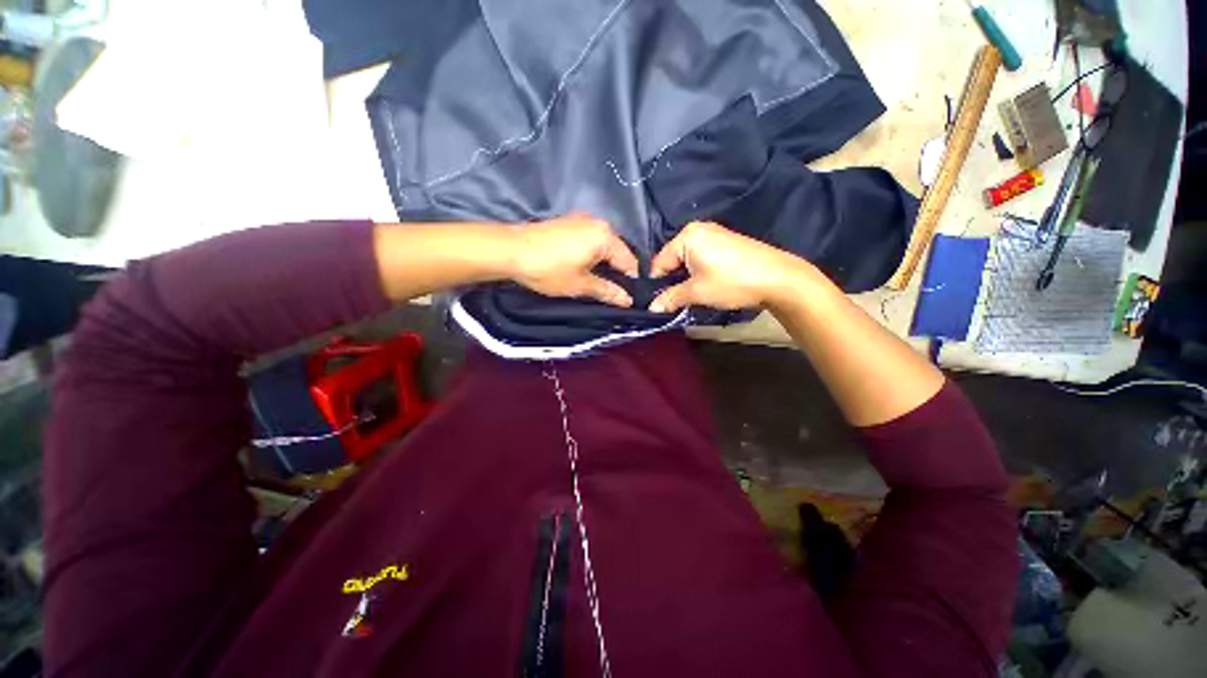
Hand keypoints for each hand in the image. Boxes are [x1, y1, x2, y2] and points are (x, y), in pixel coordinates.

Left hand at [510, 214, 638, 306]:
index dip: (631, 282)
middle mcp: (597, 223)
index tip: (627, 299)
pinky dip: (591, 255)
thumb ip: (608, 291)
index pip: (630, 261)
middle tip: (611, 293)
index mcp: (605, 236)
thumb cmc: (549, 269)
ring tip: (597, 284)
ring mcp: (581, 220)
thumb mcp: (581, 285)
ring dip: (603, 265)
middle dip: (616, 273)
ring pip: (602, 246)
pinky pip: (589, 241)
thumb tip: (628, 300)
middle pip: (617, 252)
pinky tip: (583, 269)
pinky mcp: (568, 223)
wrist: (509, 250)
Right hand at [649, 221, 807, 312]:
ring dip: (685, 278)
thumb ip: (670, 298)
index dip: (656, 284)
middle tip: (672, 301)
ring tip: (689, 296)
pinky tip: (705, 285)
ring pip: (687, 260)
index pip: (659, 262)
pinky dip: (698, 272)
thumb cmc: (731, 282)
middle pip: (673, 259)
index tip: (657, 302)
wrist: (778, 278)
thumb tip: (651, 308)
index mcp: (687, 236)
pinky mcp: (726, 243)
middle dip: (672, 280)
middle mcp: (698, 229)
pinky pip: (701, 257)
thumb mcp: (697, 292)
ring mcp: (714, 234)